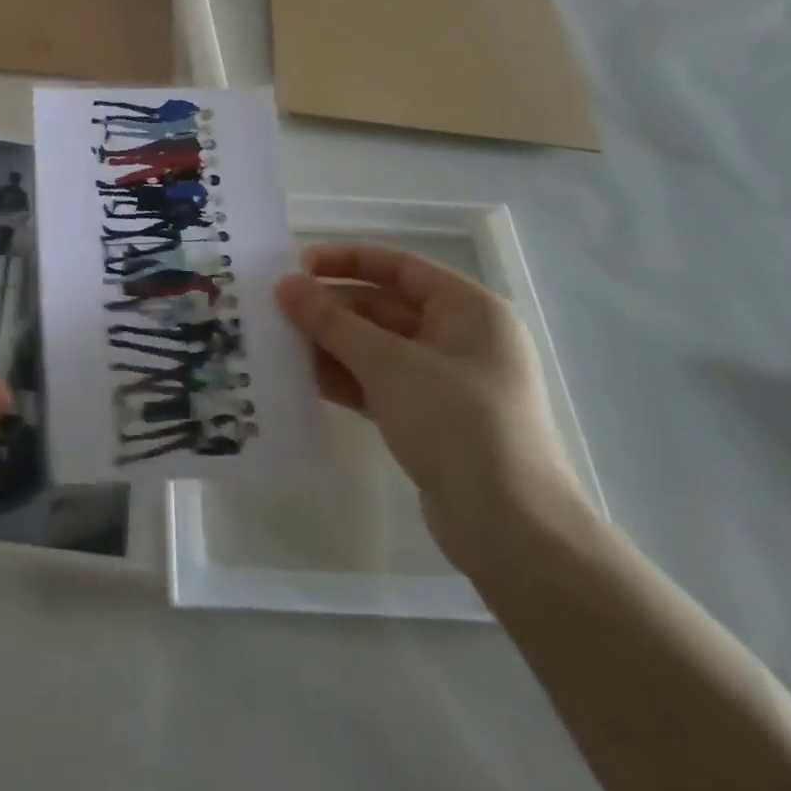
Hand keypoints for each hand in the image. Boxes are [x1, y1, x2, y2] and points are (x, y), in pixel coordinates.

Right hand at [276, 246, 590, 573]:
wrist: (511, 529)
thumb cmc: (456, 422)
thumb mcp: (387, 363)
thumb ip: (332, 321)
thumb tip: (285, 284)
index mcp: (469, 310)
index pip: (400, 267)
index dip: (347, 261)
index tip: (298, 265)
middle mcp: (461, 338)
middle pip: (384, 307)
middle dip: (332, 308)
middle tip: (278, 311)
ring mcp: (447, 381)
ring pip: (377, 347)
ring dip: (331, 344)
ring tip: (280, 344)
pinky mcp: (431, 419)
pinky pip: (379, 383)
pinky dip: (346, 377)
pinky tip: (304, 379)